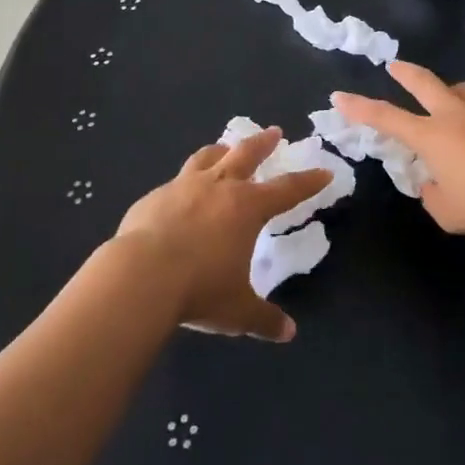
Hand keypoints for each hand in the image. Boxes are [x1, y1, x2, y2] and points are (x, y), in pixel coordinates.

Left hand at [115, 127, 330, 342]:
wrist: (140, 275)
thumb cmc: (199, 289)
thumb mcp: (238, 310)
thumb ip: (264, 318)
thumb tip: (288, 333)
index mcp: (247, 207)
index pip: (287, 190)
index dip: (308, 181)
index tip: (323, 171)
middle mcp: (218, 187)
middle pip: (246, 154)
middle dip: (263, 143)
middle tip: (274, 132)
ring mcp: (183, 187)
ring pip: (207, 158)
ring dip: (221, 150)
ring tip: (225, 147)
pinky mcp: (154, 196)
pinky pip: (175, 182)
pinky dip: (185, 182)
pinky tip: (180, 194)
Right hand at [333, 61, 464, 235]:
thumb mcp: (448, 213)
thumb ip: (433, 196)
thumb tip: (434, 184)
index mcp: (432, 136)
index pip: (386, 117)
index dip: (360, 107)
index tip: (339, 96)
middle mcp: (455, 115)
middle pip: (424, 83)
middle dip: (405, 72)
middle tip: (394, 66)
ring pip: (462, 90)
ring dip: (450, 91)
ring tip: (450, 99)